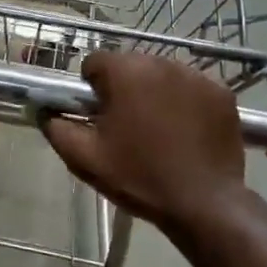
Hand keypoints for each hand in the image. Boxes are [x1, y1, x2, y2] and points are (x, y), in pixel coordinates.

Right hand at [41, 51, 247, 231]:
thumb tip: (45, 110)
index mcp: (125, 72)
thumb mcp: (85, 158)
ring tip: (158, 130)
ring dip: (154, 92)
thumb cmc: (138, 177)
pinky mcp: (221, 92)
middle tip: (126, 126)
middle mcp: (161, 62)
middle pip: (130, 65)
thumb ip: (56, 127)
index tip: (98, 116)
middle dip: (124, 88)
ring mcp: (196, 75)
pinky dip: (185, 102)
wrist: (203, 203)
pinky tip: (185, 131)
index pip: (95, 62)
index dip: (91, 89)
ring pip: (161, 75)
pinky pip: (192, 88)